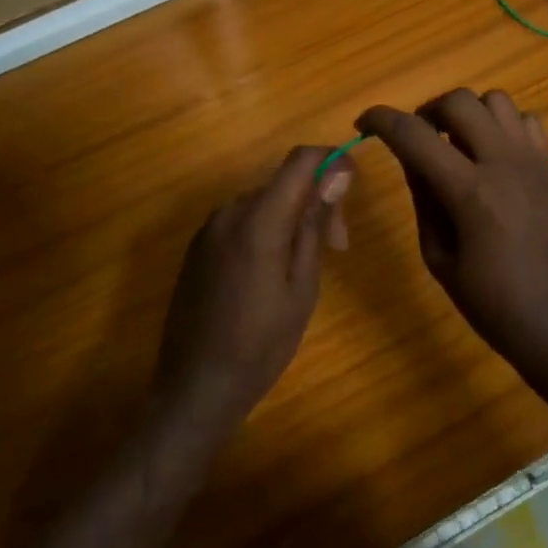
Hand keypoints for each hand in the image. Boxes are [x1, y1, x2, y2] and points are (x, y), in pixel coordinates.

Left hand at [154, 146, 353, 431]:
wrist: (196, 386)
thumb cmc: (261, 343)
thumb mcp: (302, 286)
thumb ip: (314, 225)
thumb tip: (335, 175)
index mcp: (258, 219)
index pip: (300, 160)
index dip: (331, 162)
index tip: (351, 191)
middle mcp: (229, 212)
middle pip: (283, 183)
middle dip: (315, 203)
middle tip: (336, 248)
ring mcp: (208, 229)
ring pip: (263, 202)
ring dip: (291, 219)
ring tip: (305, 266)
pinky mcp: (197, 248)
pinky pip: (241, 222)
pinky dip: (265, 230)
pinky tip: (271, 272)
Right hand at [357, 90, 547, 393]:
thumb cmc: (493, 305)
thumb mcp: (440, 259)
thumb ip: (424, 201)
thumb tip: (411, 159)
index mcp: (470, 192)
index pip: (414, 135)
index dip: (381, 120)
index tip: (365, 123)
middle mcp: (504, 164)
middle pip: (460, 101)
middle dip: (428, 111)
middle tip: (419, 139)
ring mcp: (535, 163)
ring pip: (498, 101)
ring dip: (469, 114)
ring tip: (458, 144)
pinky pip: (529, 123)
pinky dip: (505, 128)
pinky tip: (495, 158)